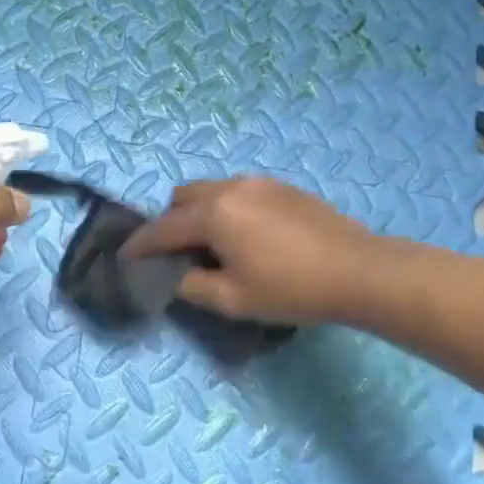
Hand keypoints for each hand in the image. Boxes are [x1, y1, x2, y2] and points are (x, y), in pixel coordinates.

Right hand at [122, 177, 378, 324]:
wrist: (359, 271)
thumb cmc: (291, 289)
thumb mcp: (232, 299)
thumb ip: (191, 286)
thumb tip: (173, 275)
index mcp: (214, 214)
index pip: (163, 228)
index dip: (140, 245)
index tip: (125, 257)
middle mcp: (232, 188)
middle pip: (182, 197)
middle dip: (169, 223)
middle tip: (176, 256)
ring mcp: (260, 183)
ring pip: (211, 190)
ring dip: (198, 214)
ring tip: (212, 247)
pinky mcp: (283, 188)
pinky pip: (238, 192)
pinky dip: (225, 210)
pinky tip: (245, 238)